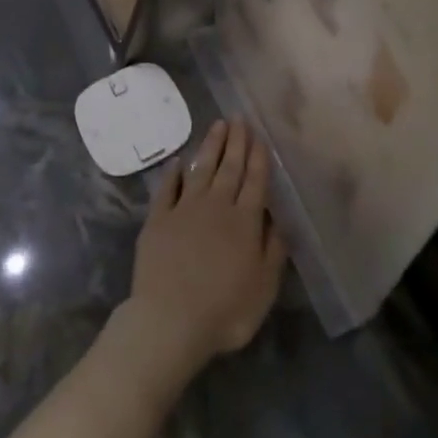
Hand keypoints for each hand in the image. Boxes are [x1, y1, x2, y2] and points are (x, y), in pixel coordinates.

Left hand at [121, 120, 286, 375]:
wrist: (170, 320)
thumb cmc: (225, 310)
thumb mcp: (264, 287)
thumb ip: (274, 249)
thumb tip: (280, 218)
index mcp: (245, 221)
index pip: (255, 180)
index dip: (258, 157)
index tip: (259, 135)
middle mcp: (217, 206)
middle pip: (229, 167)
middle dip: (236, 141)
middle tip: (238, 118)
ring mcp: (185, 209)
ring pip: (201, 170)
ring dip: (210, 146)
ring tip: (217, 125)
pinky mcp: (158, 219)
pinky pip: (167, 189)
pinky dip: (173, 173)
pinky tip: (178, 161)